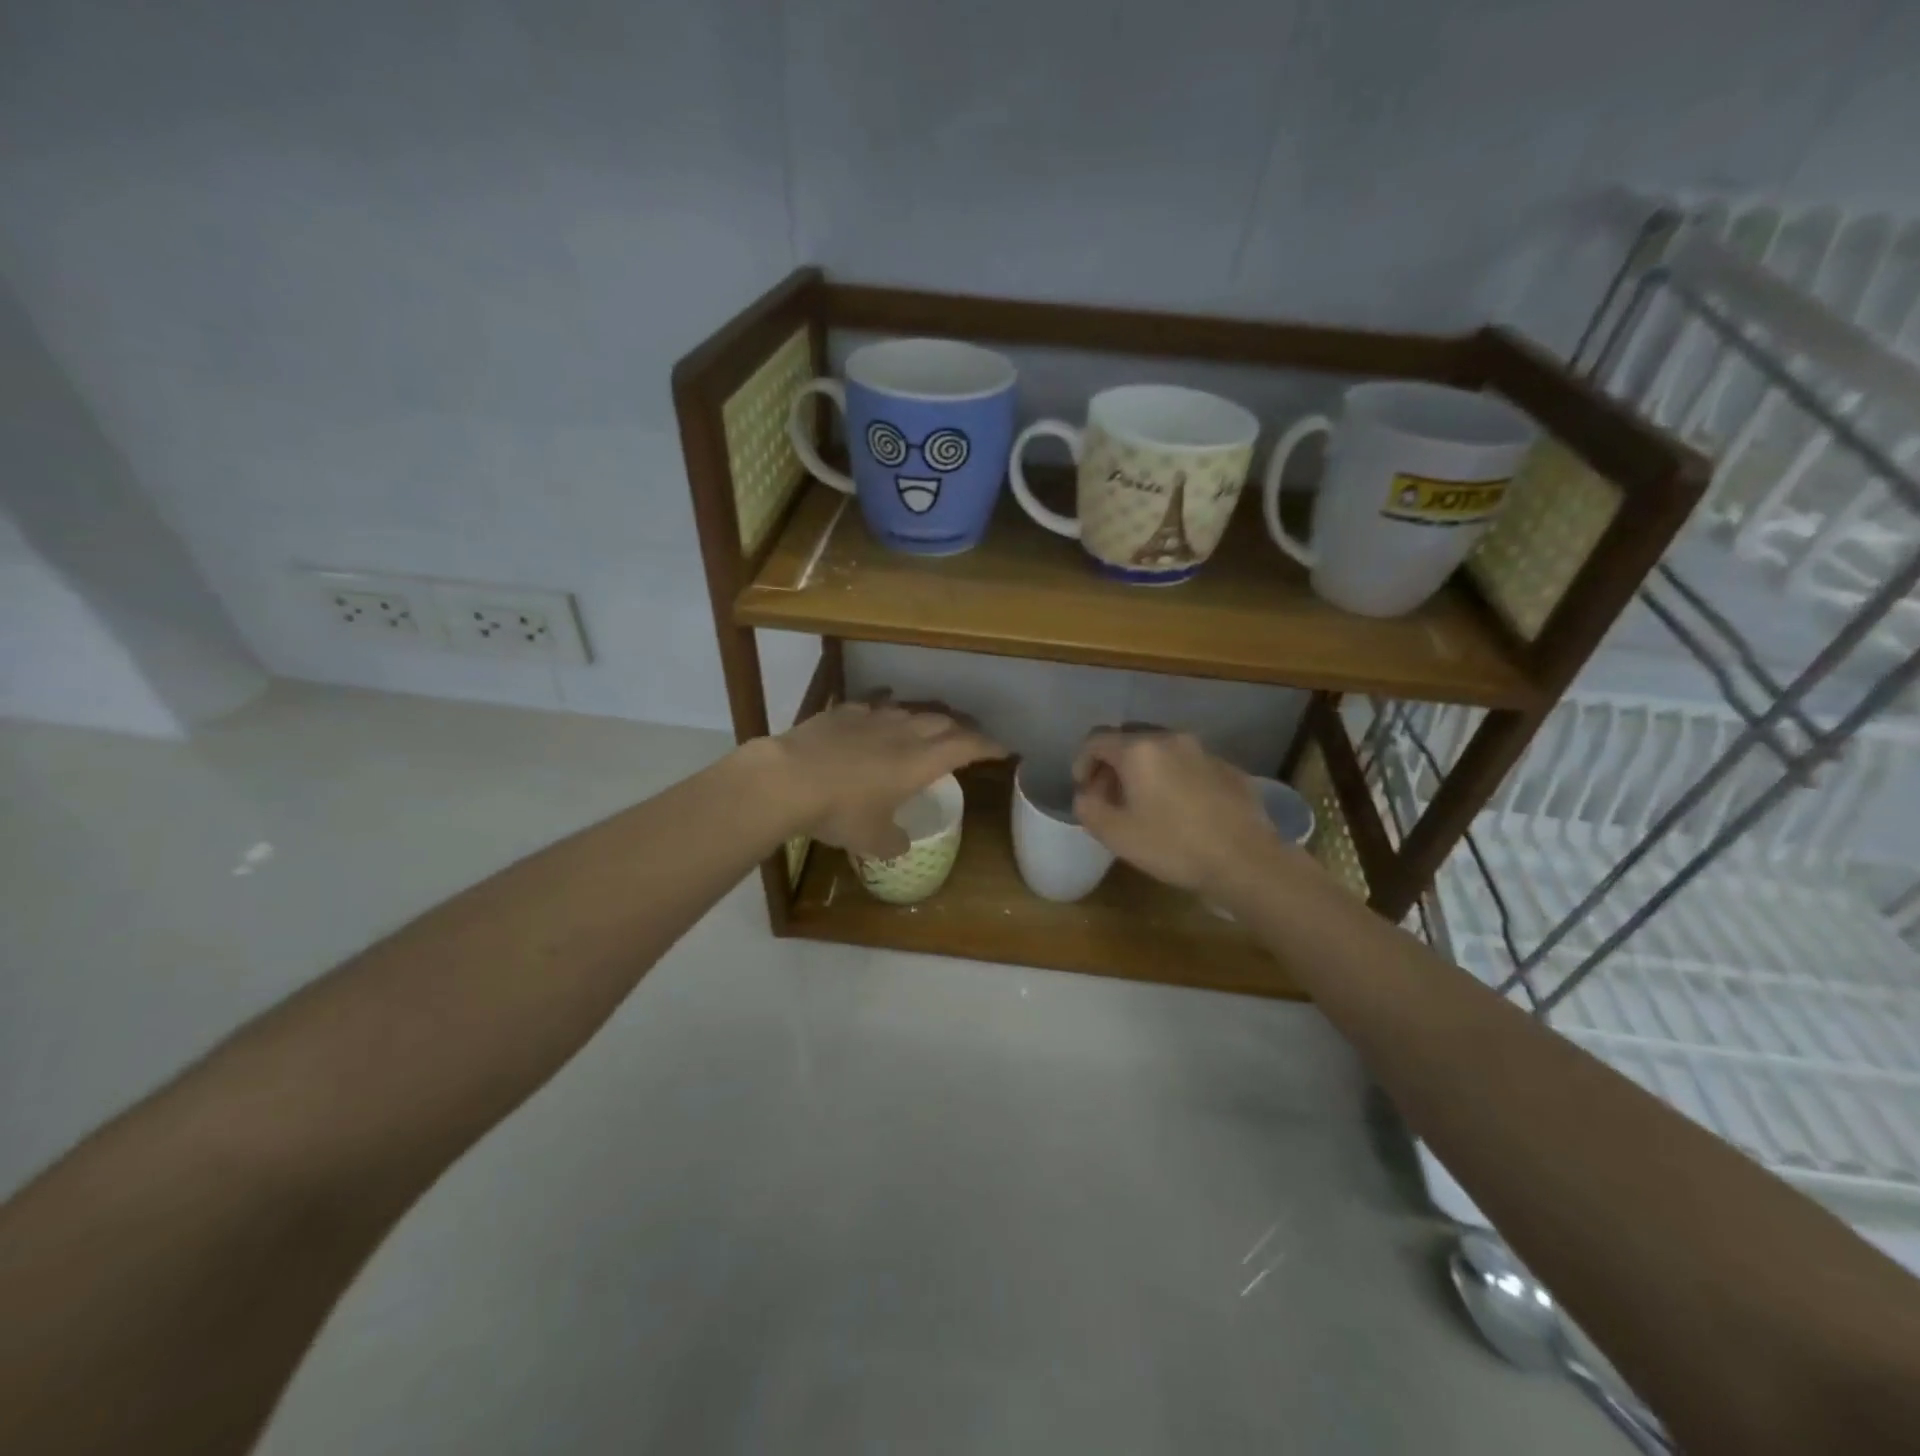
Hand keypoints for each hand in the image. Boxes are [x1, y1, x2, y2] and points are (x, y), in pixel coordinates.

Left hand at [768, 699, 1003, 857]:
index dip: (988, 746)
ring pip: (910, 710)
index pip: (967, 746)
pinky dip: (886, 708)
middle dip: (961, 730)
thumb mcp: (872, 839)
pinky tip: (881, 710)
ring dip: (926, 718)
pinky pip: (874, 703)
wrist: (787, 779)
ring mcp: (872, 717)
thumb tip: (900, 846)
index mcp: (920, 762)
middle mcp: (903, 732)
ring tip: (929, 726)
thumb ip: (893, 842)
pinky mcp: (843, 712)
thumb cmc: (840, 811)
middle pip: (943, 722)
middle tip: (968, 740)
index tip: (1004, 750)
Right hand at [1071, 729, 1292, 892]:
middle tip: (1110, 796)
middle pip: (1129, 739)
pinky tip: (1180, 809)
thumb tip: (1086, 795)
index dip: (1082, 762)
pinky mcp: (1228, 768)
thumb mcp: (1115, 834)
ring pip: (1161, 750)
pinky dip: (1173, 777)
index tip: (1084, 789)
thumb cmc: (1173, 845)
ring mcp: (1203, 751)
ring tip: (1144, 803)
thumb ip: (1088, 808)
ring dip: (1144, 770)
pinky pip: (1188, 764)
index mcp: (1138, 750)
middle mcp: (1170, 739)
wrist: (1246, 860)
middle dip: (1113, 764)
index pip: (1096, 740)